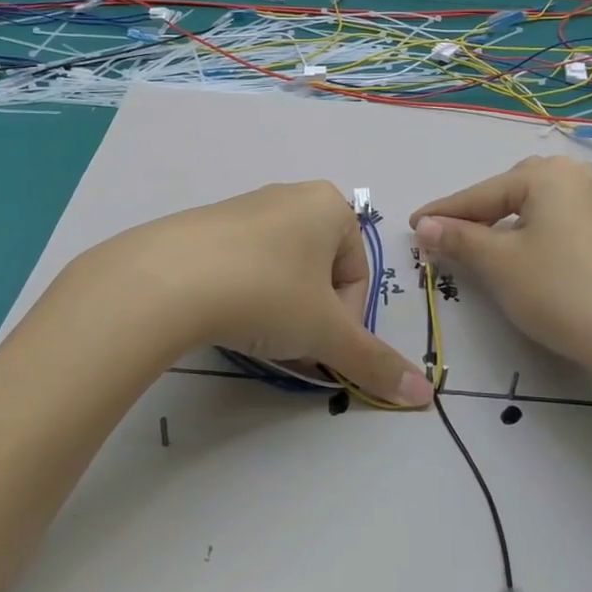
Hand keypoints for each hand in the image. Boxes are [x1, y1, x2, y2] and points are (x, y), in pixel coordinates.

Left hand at [63, 181, 432, 405]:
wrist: (167, 279)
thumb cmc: (267, 292)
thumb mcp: (326, 331)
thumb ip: (375, 362)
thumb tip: (424, 395)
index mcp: (330, 206)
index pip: (356, 277)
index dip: (343, 322)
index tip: (316, 345)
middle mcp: (292, 196)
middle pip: (321, 274)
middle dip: (311, 317)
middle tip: (288, 345)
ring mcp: (246, 207)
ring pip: (283, 271)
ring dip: (280, 310)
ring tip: (254, 335)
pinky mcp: (206, 224)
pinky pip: (244, 264)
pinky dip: (245, 294)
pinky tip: (223, 316)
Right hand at [412, 156, 591, 381]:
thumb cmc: (559, 289)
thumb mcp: (500, 264)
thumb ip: (459, 239)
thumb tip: (424, 226)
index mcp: (547, 175)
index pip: (481, 194)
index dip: (443, 213)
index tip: (412, 226)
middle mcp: (576, 178)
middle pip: (511, 192)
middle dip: (478, 214)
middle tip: (450, 237)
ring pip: (538, 208)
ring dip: (506, 225)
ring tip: (484, 247)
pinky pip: (561, 224)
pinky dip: (535, 236)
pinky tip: (529, 259)